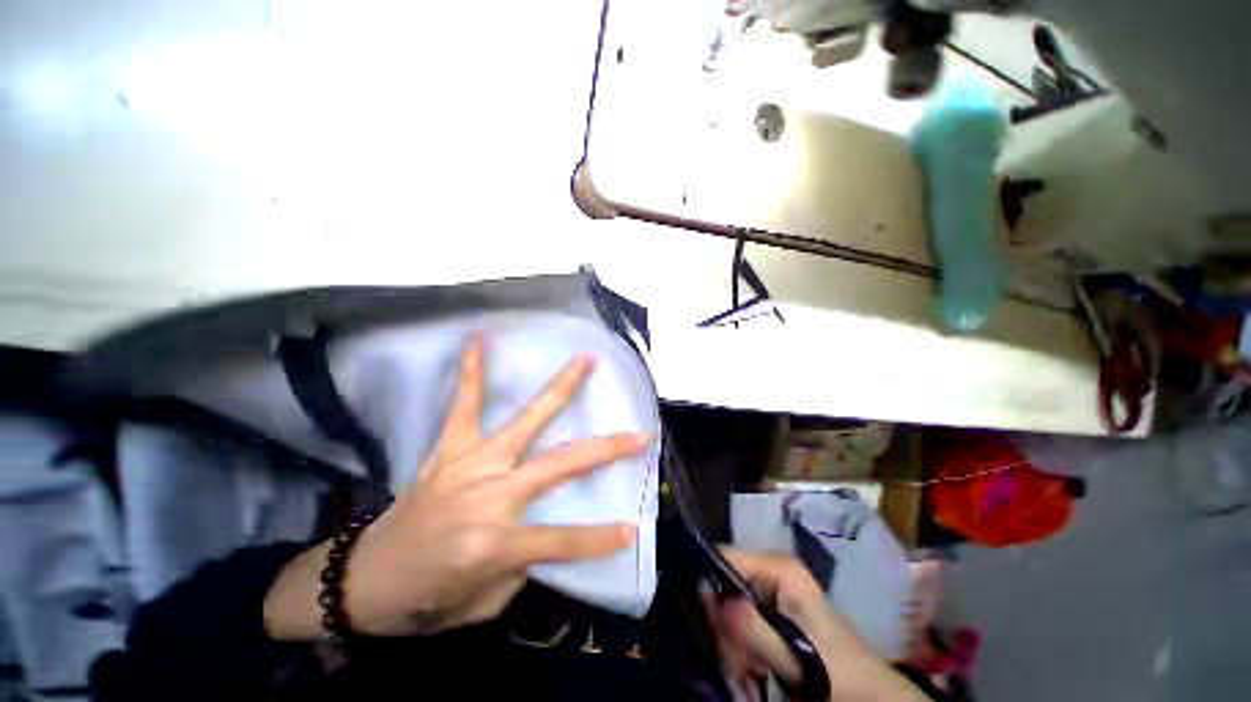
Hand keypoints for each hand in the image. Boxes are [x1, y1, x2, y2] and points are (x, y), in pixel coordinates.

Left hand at [264, 336, 645, 639]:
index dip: (599, 539)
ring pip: (525, 421)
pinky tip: (479, 340)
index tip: (631, 528)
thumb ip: (523, 562)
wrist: (362, 579)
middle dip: (605, 450)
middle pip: (559, 465)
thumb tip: (545, 522)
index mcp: (494, 543)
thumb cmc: (426, 599)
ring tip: (585, 361)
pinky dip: (473, 372)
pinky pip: (463, 406)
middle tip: (639, 434)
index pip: (562, 540)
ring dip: (560, 389)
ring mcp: (468, 464)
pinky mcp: (448, 450)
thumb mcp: (484, 602)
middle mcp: (488, 494)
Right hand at [702, 549, 927, 701]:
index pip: (723, 557)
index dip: (711, 588)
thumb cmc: (838, 671)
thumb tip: (710, 595)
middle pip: (722, 586)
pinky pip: (738, 622)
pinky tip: (753, 670)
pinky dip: (740, 649)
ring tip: (751, 672)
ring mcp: (769, 590)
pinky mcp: (769, 611)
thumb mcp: (796, 654)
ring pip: (727, 608)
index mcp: (777, 567)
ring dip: (733, 644)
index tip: (716, 630)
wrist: (868, 693)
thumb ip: (754, 628)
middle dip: (727, 628)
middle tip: (743, 664)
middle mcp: (769, 570)